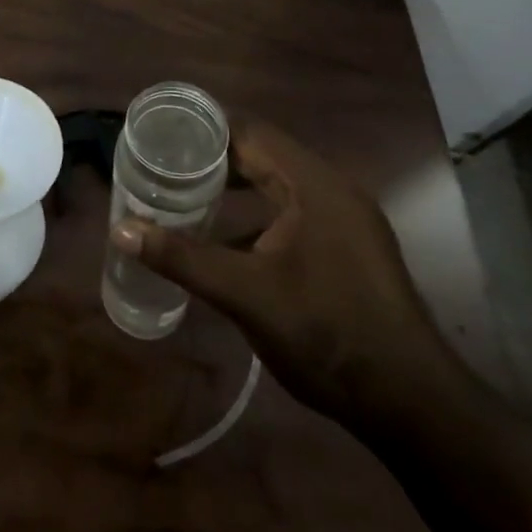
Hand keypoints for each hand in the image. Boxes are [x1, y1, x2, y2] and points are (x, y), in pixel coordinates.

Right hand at [109, 119, 454, 426]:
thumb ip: (183, 257)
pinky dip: (257, 217)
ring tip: (184, 194)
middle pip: (264, 155)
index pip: (252, 133)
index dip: (206, 129)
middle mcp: (332, 191)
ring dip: (235, 188)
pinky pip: (293, 214)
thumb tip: (122, 228)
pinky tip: (225, 242)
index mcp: (314, 185)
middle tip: (163, 163)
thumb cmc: (326, 333)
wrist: (410, 403)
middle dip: (214, 158)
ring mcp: (345, 221)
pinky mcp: (348, 250)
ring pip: (278, 186)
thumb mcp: (245, 294)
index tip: (162, 133)